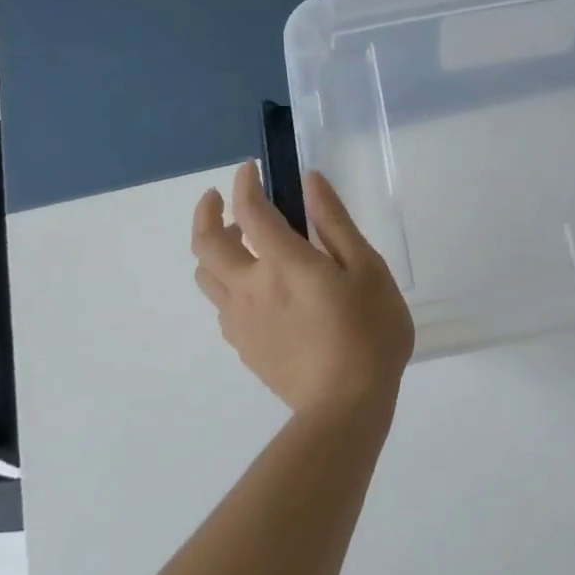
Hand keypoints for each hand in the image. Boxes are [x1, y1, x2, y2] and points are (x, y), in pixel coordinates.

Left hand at [192, 163, 414, 422]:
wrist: (346, 405)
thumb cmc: (369, 332)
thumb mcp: (368, 270)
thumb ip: (336, 224)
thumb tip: (310, 182)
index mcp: (284, 264)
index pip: (250, 211)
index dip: (245, 184)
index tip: (251, 169)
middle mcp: (250, 288)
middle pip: (205, 244)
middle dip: (206, 213)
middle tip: (217, 198)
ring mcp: (241, 321)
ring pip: (206, 277)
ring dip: (213, 250)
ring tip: (238, 242)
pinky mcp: (244, 348)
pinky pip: (221, 306)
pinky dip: (227, 284)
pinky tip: (255, 290)